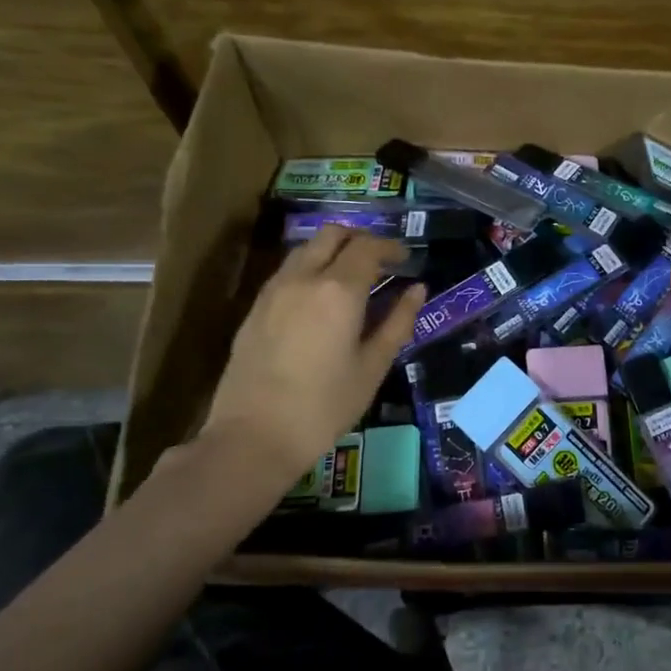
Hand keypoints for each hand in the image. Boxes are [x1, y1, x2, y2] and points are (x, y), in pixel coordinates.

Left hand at [201, 226, 423, 490]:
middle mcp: (303, 278)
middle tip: (380, 261)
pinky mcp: (255, 307)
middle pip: (332, 234)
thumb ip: (398, 322)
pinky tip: (320, 298)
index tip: (406, 259)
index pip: (368, 247)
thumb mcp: (372, 367)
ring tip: (351, 277)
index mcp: (338, 291)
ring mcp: (274, 290)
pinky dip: (310, 268)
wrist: (254, 436)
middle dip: (360, 238)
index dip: (391, 247)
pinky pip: (288, 270)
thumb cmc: (324, 406)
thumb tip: (417, 290)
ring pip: (306, 248)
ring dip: (332, 250)